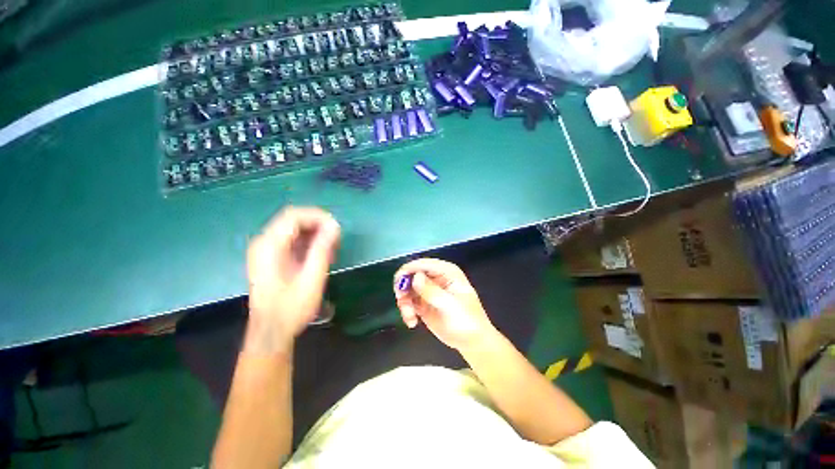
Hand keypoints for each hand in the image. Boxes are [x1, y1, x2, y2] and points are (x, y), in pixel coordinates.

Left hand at [245, 207, 339, 353]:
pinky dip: (308, 244)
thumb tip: (334, 226)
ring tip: (332, 250)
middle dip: (318, 226)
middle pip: (293, 221)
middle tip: (336, 240)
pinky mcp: (270, 258)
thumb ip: (322, 249)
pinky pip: (291, 241)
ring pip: (294, 230)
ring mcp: (265, 251)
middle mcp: (264, 243)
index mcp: (269, 246)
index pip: (294, 216)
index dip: (318, 217)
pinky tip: (321, 256)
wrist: (271, 332)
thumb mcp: (312, 278)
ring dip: (315, 235)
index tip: (336, 227)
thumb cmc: (292, 308)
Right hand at [393, 258, 496, 351]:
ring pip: (407, 288)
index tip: (399, 282)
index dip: (409, 270)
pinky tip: (412, 322)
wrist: (471, 342)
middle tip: (402, 301)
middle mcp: (436, 277)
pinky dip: (406, 310)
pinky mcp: (423, 303)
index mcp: (446, 271)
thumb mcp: (450, 306)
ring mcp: (428, 290)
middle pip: (412, 274)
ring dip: (404, 302)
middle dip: (404, 287)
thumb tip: (415, 277)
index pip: (424, 264)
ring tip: (410, 316)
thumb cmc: (467, 321)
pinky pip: (408, 301)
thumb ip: (432, 291)